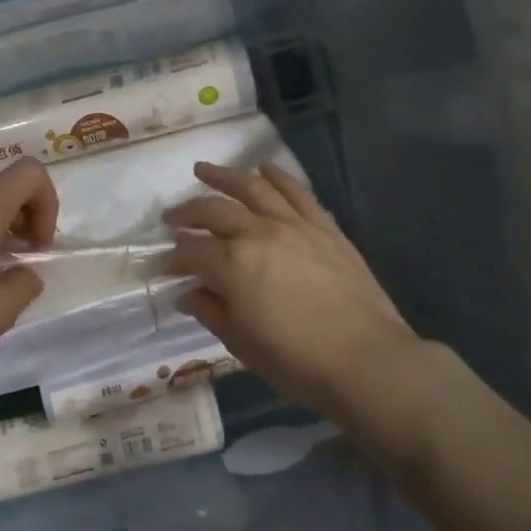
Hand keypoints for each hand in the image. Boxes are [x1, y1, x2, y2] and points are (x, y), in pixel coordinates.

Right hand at [162, 161, 430, 418]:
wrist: (367, 360)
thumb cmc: (297, 362)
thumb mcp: (241, 344)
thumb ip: (211, 312)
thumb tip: (188, 294)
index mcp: (232, 264)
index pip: (191, 252)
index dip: (173, 258)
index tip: (163, 266)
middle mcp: (259, 233)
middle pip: (214, 211)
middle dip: (187, 213)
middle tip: (171, 218)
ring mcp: (294, 225)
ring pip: (253, 188)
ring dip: (224, 176)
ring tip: (204, 169)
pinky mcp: (324, 227)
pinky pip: (297, 192)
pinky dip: (278, 176)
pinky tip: (264, 168)